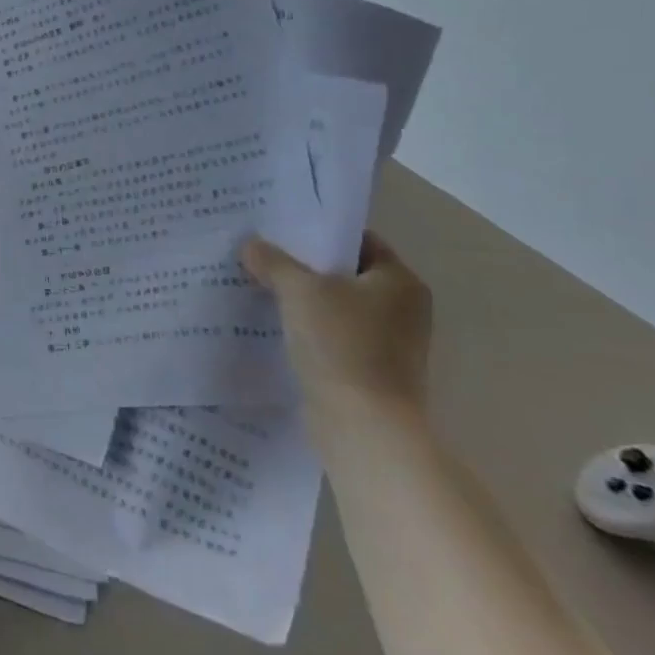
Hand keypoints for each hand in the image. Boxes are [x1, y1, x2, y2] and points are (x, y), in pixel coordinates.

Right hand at [241, 231, 432, 418]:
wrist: (363, 426)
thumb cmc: (341, 345)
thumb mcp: (299, 291)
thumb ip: (274, 262)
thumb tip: (251, 245)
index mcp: (399, 281)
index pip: (357, 240)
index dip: (318, 232)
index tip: (279, 228)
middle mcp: (402, 309)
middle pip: (345, 273)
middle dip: (303, 266)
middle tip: (260, 253)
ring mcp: (389, 343)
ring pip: (336, 307)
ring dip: (302, 299)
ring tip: (258, 285)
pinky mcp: (370, 371)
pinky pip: (332, 336)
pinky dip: (307, 329)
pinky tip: (272, 323)